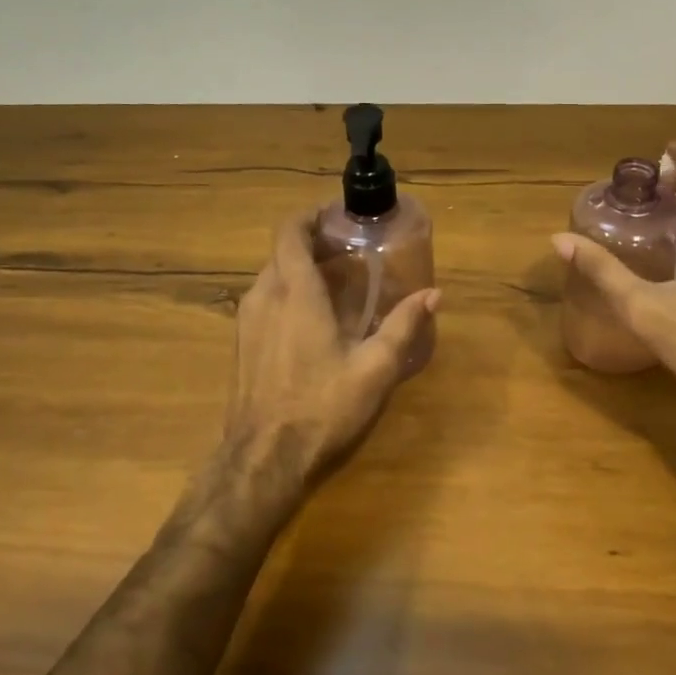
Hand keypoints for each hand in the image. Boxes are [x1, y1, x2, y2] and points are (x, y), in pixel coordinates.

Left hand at [225, 209, 439, 494]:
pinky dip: (287, 293)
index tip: (338, 216)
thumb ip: (403, 326)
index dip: (310, 216)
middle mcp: (263, 296)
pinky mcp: (241, 344)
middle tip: (350, 251)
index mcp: (294, 292)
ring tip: (337, 282)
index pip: (290, 231)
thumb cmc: (322, 407)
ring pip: (271, 276)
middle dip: (312, 243)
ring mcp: (246, 321)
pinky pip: (264, 300)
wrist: (263, 459)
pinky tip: (313, 319)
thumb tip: (434, 295)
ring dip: (299, 269)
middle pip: (282, 252)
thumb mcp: (374, 369)